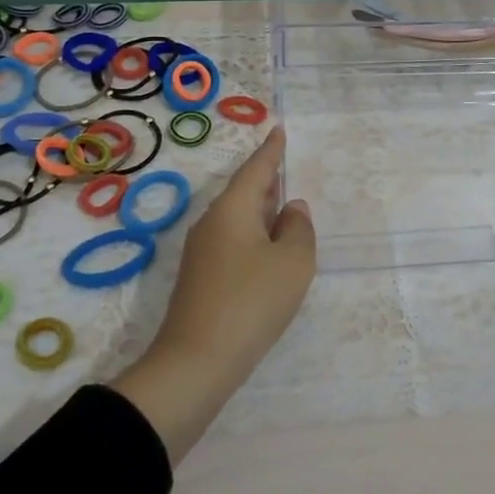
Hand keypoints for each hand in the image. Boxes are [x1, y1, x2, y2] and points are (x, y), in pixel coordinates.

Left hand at [111, 126, 315, 461]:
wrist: (195, 363)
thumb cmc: (251, 302)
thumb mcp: (292, 262)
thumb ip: (299, 228)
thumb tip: (291, 209)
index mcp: (232, 209)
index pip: (256, 169)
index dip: (271, 150)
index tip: (278, 130)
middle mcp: (212, 223)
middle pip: (243, 192)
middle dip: (265, 180)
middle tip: (285, 167)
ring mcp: (202, 252)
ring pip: (237, 218)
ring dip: (260, 211)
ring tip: (282, 207)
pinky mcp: (200, 279)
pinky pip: (232, 241)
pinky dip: (253, 235)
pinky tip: (267, 250)